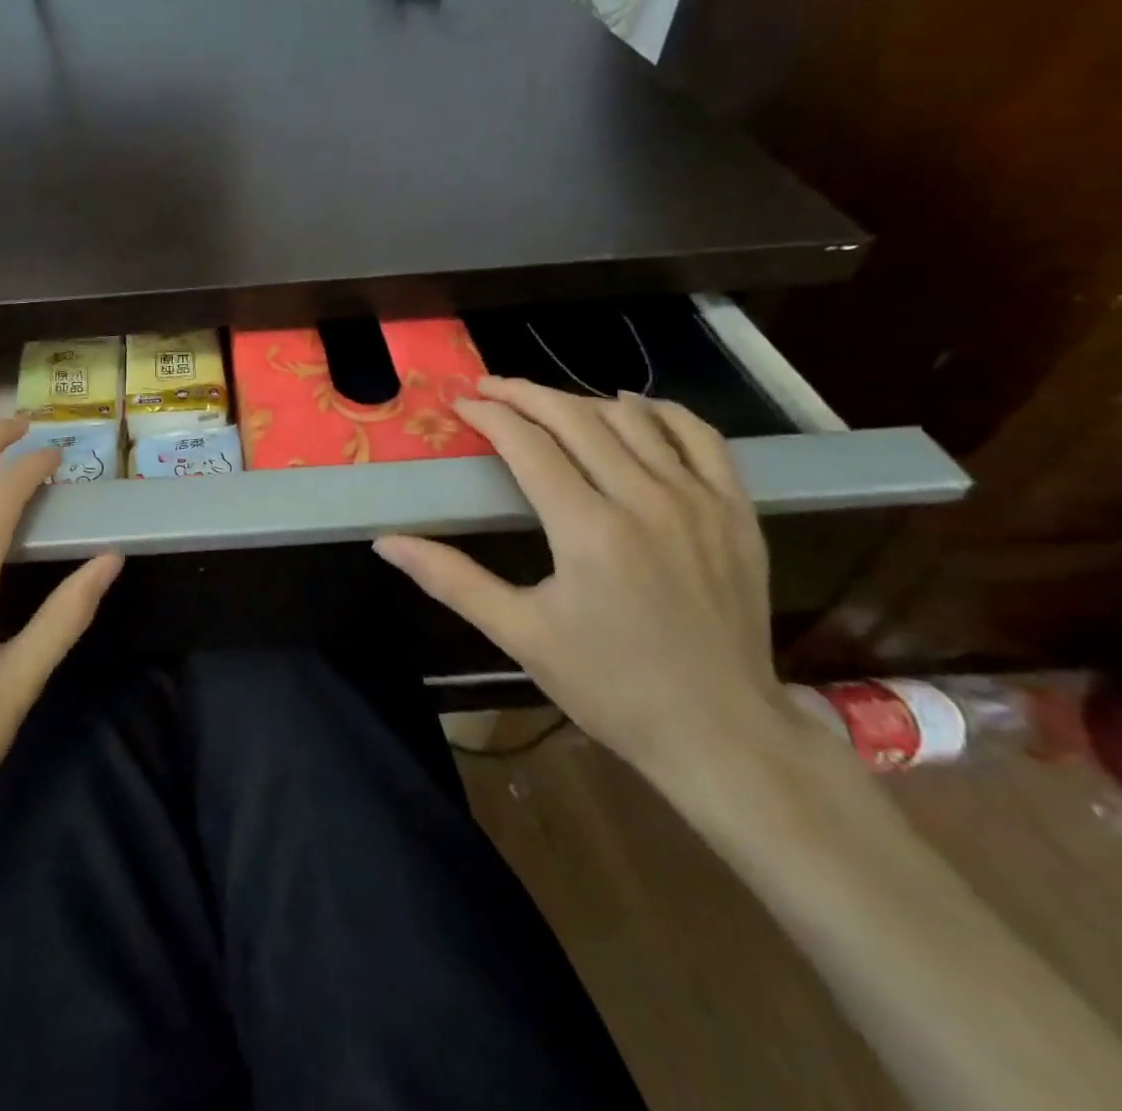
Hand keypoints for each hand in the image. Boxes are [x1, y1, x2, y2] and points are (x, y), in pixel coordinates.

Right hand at [374, 378, 789, 779]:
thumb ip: (450, 579)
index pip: (527, 444)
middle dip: (524, 394)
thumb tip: (386, 543)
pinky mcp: (735, 511)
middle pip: (575, 417)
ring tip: (544, 404)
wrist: (721, 733)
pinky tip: (632, 409)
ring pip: (633, 418)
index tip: (460, 404)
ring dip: (580, 401)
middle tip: (488, 388)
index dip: (488, 415)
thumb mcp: (519, 634)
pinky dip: (660, 412)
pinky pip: (700, 437)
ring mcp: (698, 501)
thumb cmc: (609, 685)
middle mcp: (645, 499)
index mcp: (588, 529)